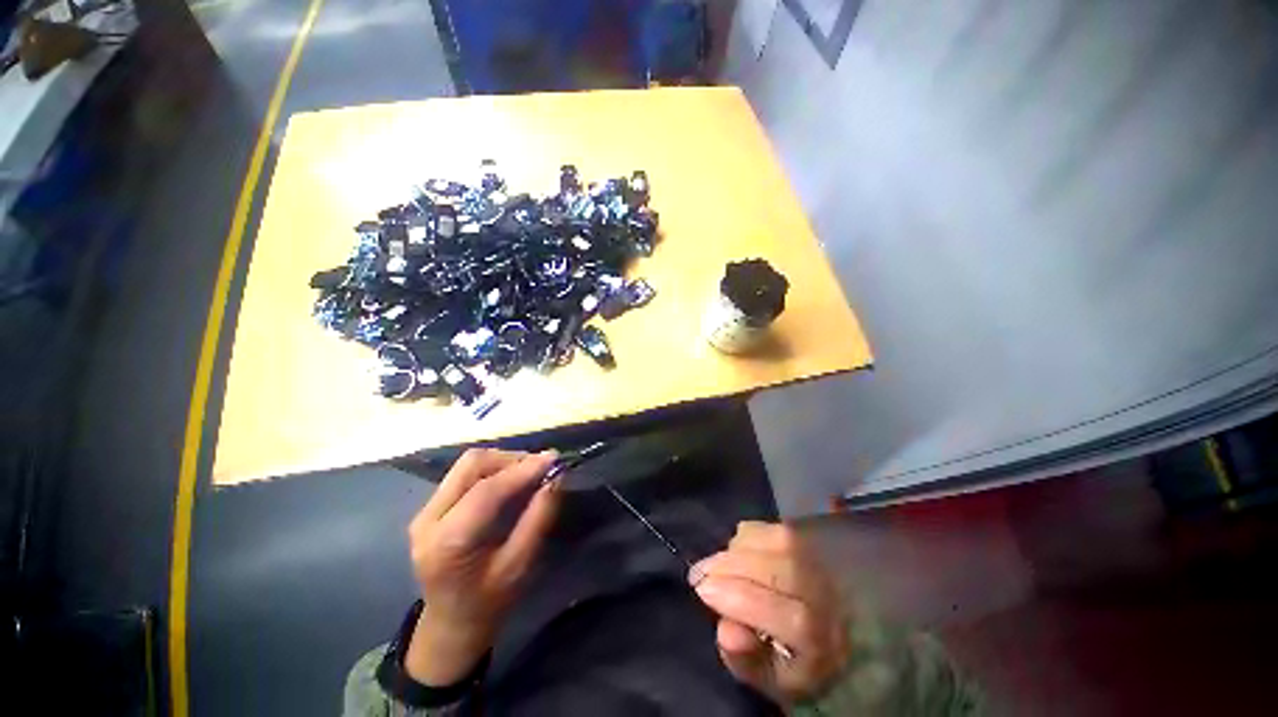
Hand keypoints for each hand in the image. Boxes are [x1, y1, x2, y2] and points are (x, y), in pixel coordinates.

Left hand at [404, 449, 560, 684]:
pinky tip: (510, 481)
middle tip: (540, 468)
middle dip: (511, 459)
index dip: (523, 469)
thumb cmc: (489, 602)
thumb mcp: (520, 565)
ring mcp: (424, 511)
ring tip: (528, 473)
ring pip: (468, 464)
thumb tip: (556, 477)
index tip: (554, 459)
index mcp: (448, 542)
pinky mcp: (429, 507)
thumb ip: (539, 518)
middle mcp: (428, 519)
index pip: (487, 489)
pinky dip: (493, 469)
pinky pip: (464, 474)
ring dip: (503, 461)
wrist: (450, 625)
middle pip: (472, 464)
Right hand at [691, 521, 850, 703]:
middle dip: (729, 567)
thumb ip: (745, 659)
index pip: (784, 615)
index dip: (737, 599)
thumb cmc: (797, 661)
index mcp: (822, 641)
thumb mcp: (769, 678)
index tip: (702, 591)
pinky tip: (739, 550)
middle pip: (778, 570)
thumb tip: (725, 630)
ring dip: (737, 549)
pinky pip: (776, 528)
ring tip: (720, 564)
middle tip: (699, 573)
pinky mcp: (816, 539)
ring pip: (778, 542)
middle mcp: (830, 597)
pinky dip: (750, 535)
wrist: (836, 636)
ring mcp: (825, 563)